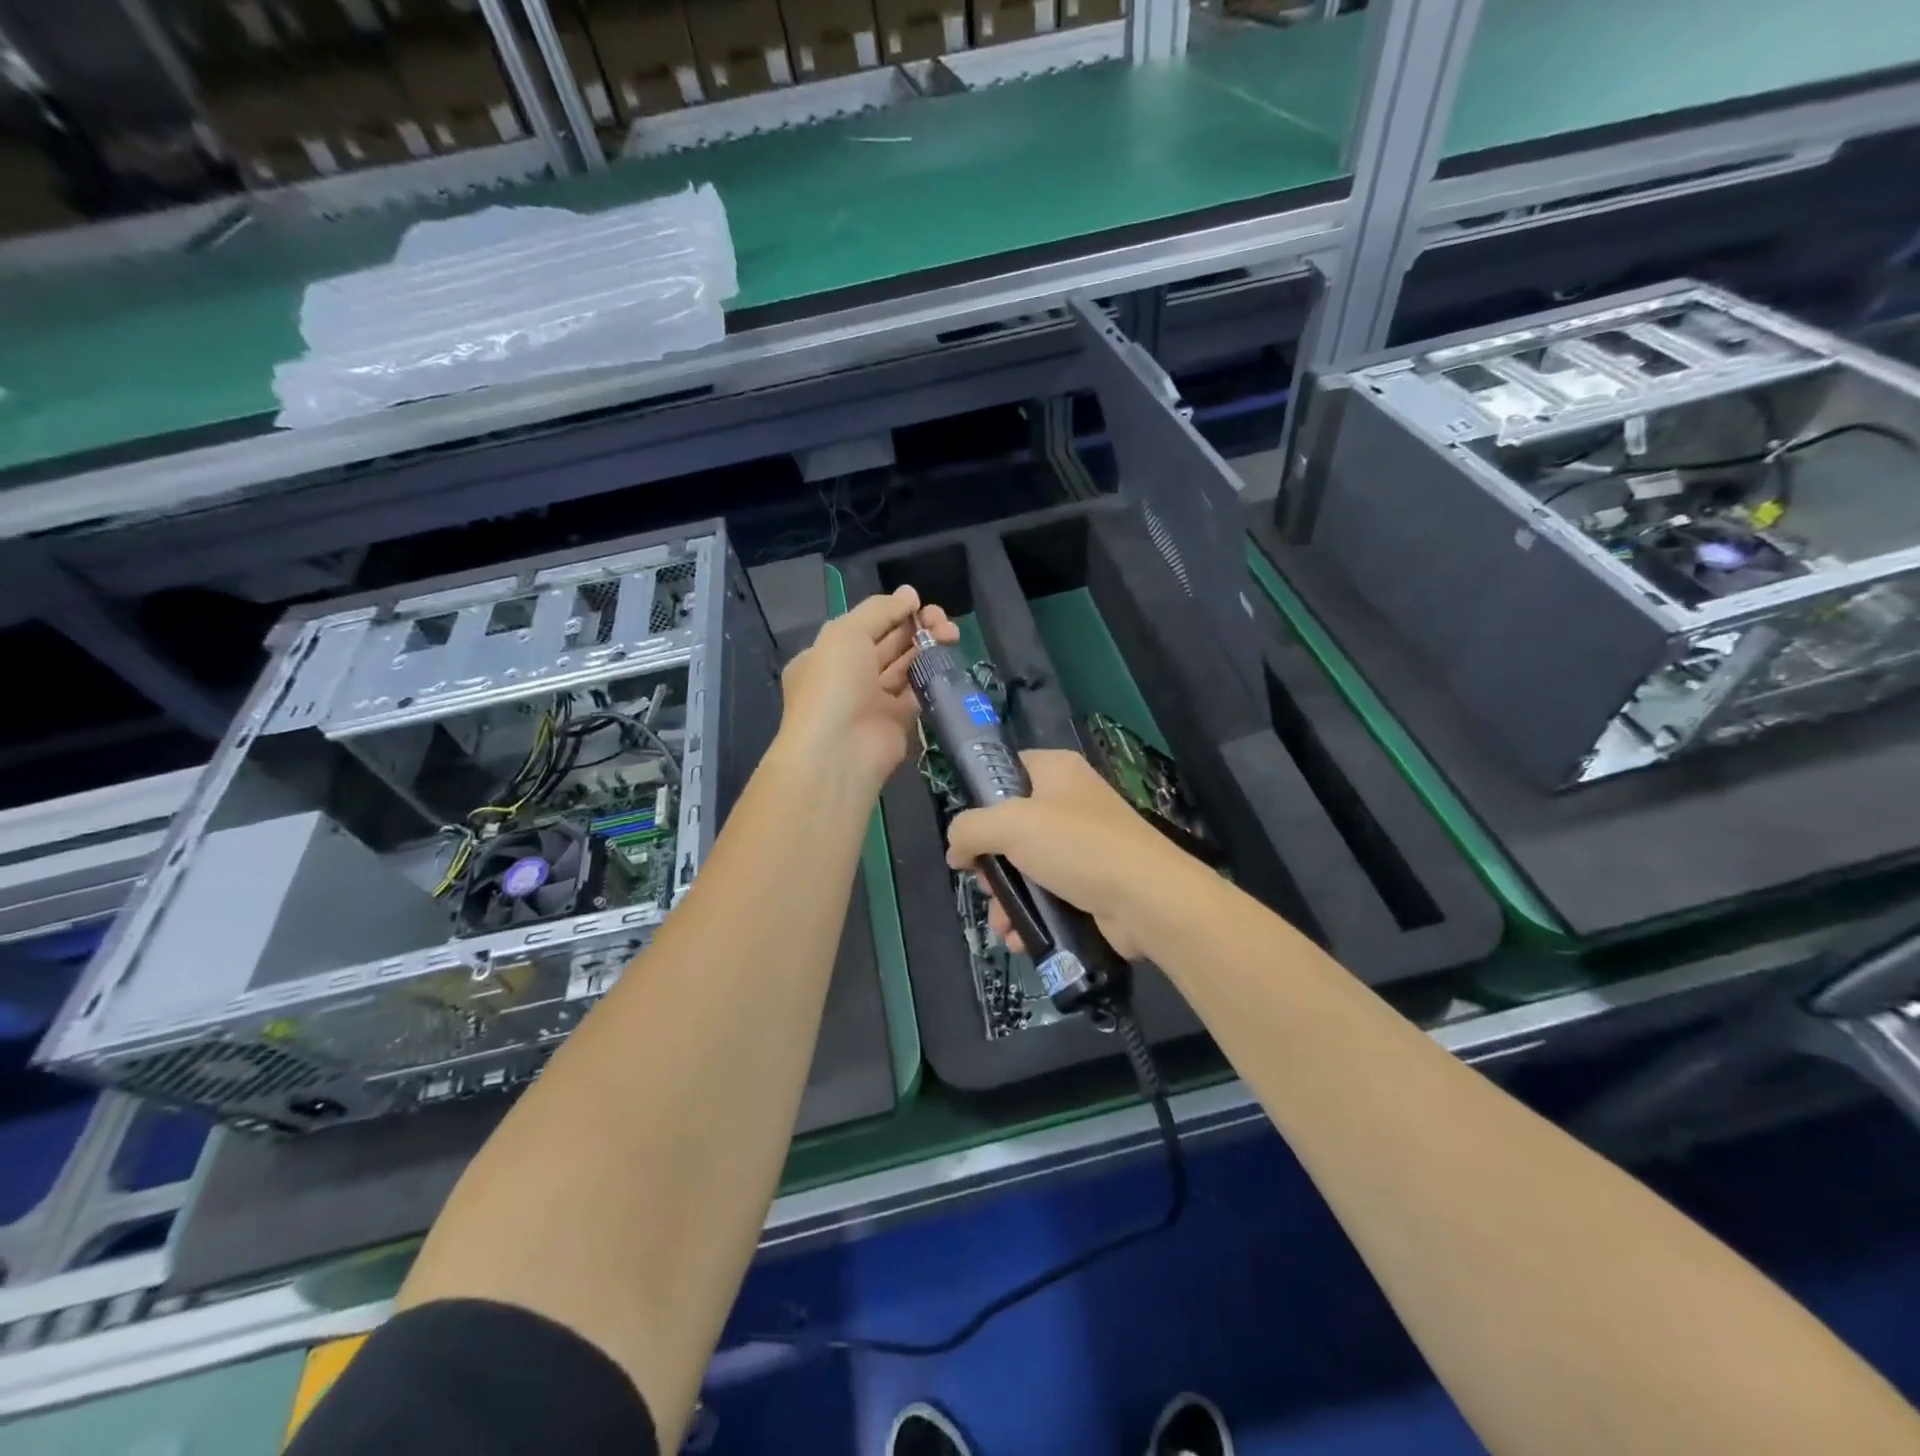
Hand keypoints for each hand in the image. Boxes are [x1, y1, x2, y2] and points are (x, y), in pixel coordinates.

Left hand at [777, 585, 957, 792]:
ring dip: (927, 647)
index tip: (919, 602)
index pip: (864, 626)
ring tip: (952, 633)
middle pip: (887, 644)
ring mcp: (873, 701)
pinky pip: (917, 693)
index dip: (892, 612)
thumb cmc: (834, 684)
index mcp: (828, 654)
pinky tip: (948, 660)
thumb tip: (910, 594)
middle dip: (915, 627)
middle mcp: (849, 677)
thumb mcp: (847, 633)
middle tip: (943, 619)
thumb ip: (879, 611)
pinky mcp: (897, 722)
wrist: (840, 751)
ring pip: (905, 666)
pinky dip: (932, 676)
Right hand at [944, 750, 1209, 959]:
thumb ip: (970, 829)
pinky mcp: (1092, 882)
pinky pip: (1049, 894)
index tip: (968, 833)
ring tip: (1002, 923)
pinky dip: (1031, 914)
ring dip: (1008, 898)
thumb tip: (957, 849)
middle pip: (1011, 826)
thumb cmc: (1077, 847)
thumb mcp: (1010, 825)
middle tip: (986, 884)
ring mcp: (1084, 843)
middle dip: (992, 863)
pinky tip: (1019, 937)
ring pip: (1027, 866)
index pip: (1007, 770)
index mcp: (1056, 770)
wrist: (1146, 898)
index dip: (982, 799)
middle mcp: (1071, 801)